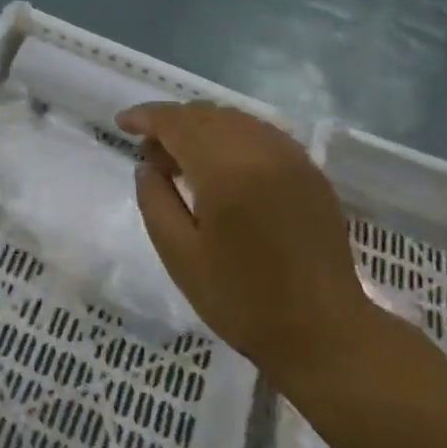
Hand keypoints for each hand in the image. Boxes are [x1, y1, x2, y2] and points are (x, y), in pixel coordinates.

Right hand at [117, 102, 374, 378]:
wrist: (324, 333)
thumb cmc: (242, 300)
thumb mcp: (180, 256)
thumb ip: (155, 201)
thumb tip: (147, 166)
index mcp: (226, 169)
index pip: (177, 122)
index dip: (146, 117)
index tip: (121, 123)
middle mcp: (262, 150)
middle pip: (206, 114)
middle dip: (172, 122)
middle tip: (150, 153)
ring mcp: (292, 157)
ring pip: (235, 120)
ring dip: (202, 127)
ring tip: (182, 160)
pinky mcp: (310, 171)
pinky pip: (261, 134)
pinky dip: (232, 137)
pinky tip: (221, 166)